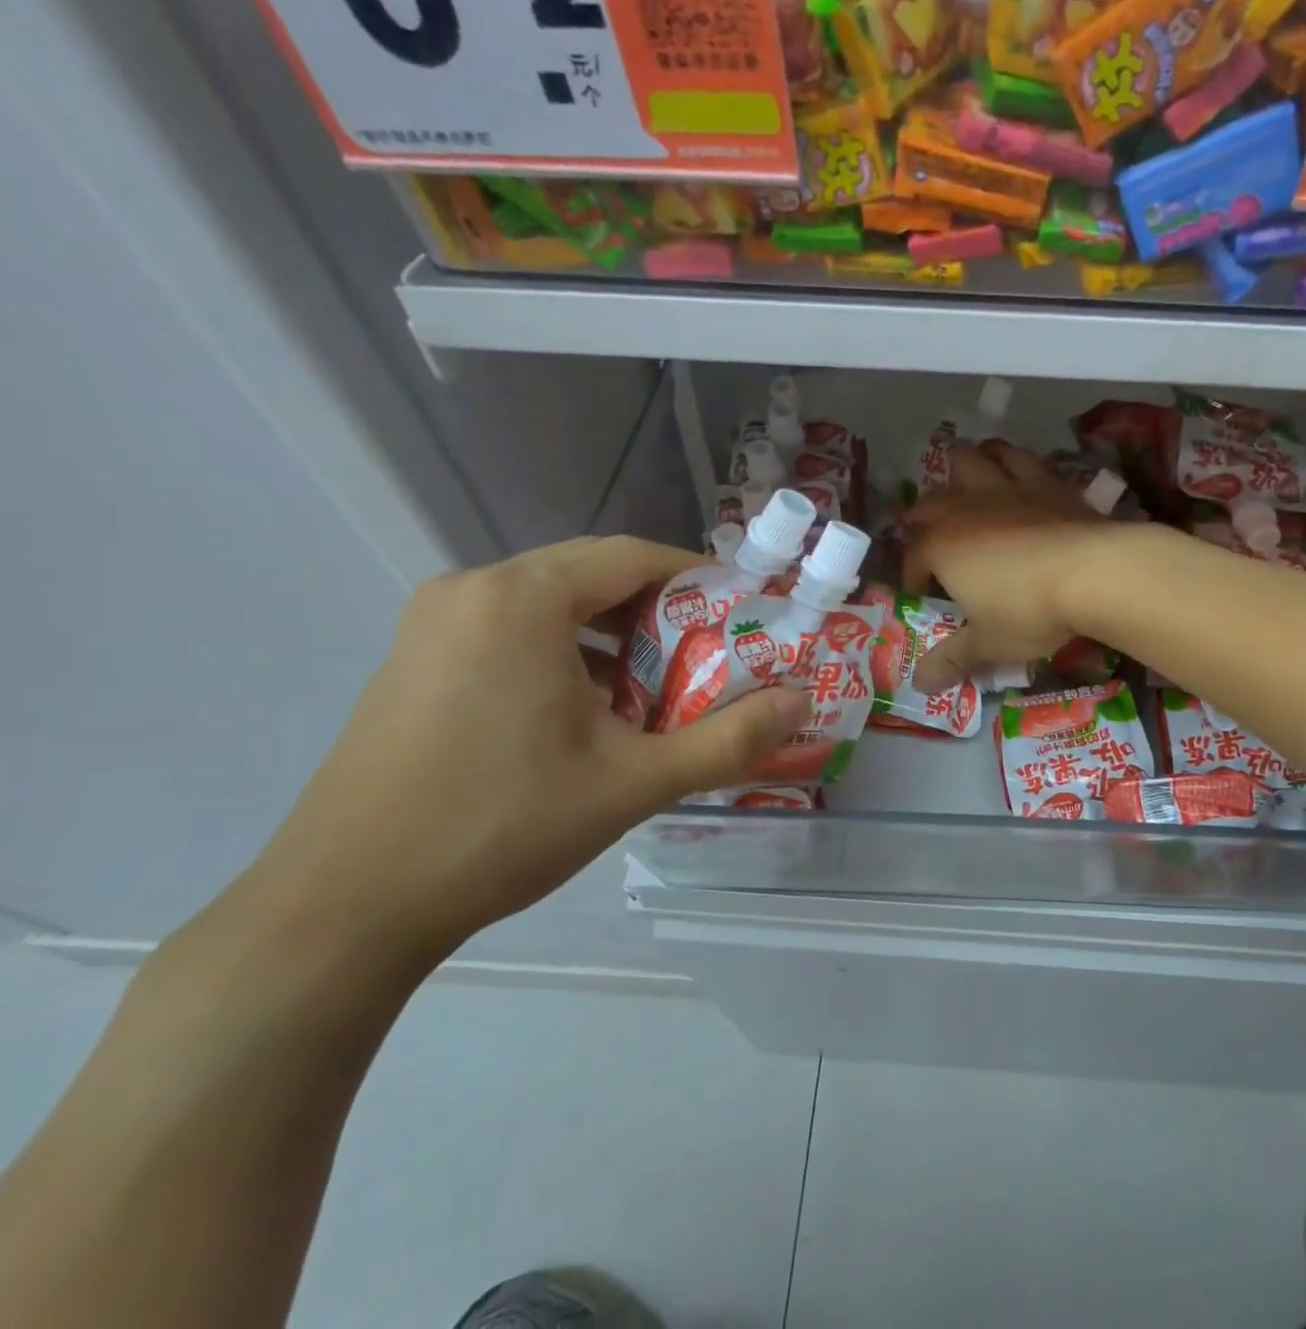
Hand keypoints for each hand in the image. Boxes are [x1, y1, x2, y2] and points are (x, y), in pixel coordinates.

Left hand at [250, 536, 809, 963]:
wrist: (343, 909)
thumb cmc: (501, 826)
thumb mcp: (634, 782)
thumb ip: (729, 738)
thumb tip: (802, 702)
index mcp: (521, 598)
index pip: (632, 556)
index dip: (698, 578)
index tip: (744, 610)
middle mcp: (472, 591)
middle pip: (591, 575)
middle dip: (659, 611)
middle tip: (711, 653)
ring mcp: (434, 625)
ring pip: (551, 605)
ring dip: (613, 636)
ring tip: (657, 686)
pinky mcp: (415, 661)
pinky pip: (512, 632)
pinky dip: (566, 654)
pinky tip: (589, 712)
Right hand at [902, 440, 1120, 693]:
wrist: (1095, 572)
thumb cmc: (1030, 611)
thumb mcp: (989, 643)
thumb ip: (952, 659)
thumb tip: (921, 685)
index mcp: (941, 547)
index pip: (913, 558)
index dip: (913, 577)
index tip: (923, 594)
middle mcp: (964, 509)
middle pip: (928, 504)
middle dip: (922, 519)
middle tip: (929, 536)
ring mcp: (1004, 488)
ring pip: (967, 461)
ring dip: (957, 468)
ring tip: (961, 481)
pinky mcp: (1043, 480)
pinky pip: (1016, 457)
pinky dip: (1005, 457)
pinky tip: (1008, 464)